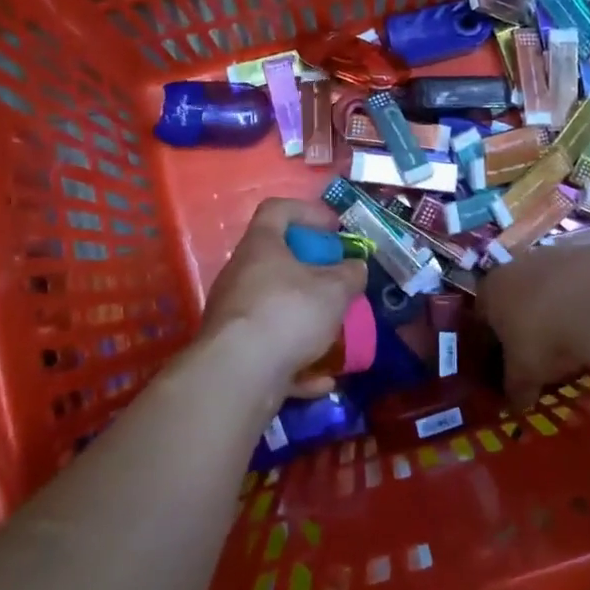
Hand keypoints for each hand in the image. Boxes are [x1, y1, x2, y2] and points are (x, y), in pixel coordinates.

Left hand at [201, 197, 367, 404]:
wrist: (238, 374)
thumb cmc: (288, 313)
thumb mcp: (333, 290)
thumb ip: (349, 275)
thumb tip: (356, 267)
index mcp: (260, 247)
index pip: (277, 210)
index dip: (308, 212)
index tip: (335, 228)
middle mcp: (240, 275)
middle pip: (276, 262)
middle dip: (311, 273)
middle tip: (338, 284)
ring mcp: (233, 315)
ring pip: (274, 309)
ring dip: (305, 320)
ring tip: (335, 333)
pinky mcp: (234, 353)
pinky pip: (270, 350)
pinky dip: (296, 362)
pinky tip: (322, 379)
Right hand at [477, 243, 589, 405]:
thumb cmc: (548, 340)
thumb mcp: (525, 374)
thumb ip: (516, 388)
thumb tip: (515, 405)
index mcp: (495, 288)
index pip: (483, 310)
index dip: (493, 336)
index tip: (506, 356)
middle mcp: (522, 261)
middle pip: (520, 288)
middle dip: (530, 313)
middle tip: (546, 344)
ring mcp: (561, 251)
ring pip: (557, 278)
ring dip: (564, 299)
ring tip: (582, 330)